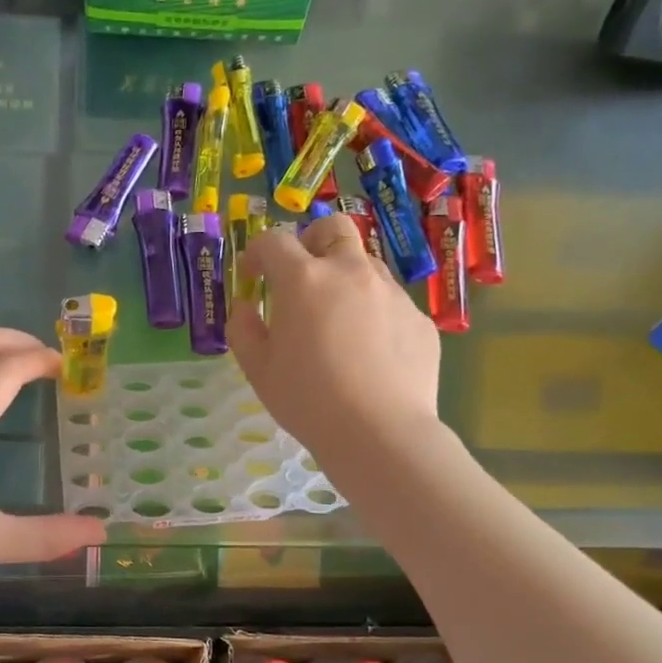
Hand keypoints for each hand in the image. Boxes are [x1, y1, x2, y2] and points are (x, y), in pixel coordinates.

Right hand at [229, 215, 444, 465]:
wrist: (380, 434)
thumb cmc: (308, 400)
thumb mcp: (258, 369)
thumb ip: (242, 328)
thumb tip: (246, 307)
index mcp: (303, 280)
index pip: (275, 241)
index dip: (257, 253)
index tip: (252, 276)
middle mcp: (350, 272)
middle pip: (333, 228)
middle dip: (312, 241)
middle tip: (301, 276)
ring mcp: (391, 293)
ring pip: (365, 264)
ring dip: (344, 277)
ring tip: (336, 320)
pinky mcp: (418, 318)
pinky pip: (390, 301)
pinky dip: (372, 312)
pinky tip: (368, 352)